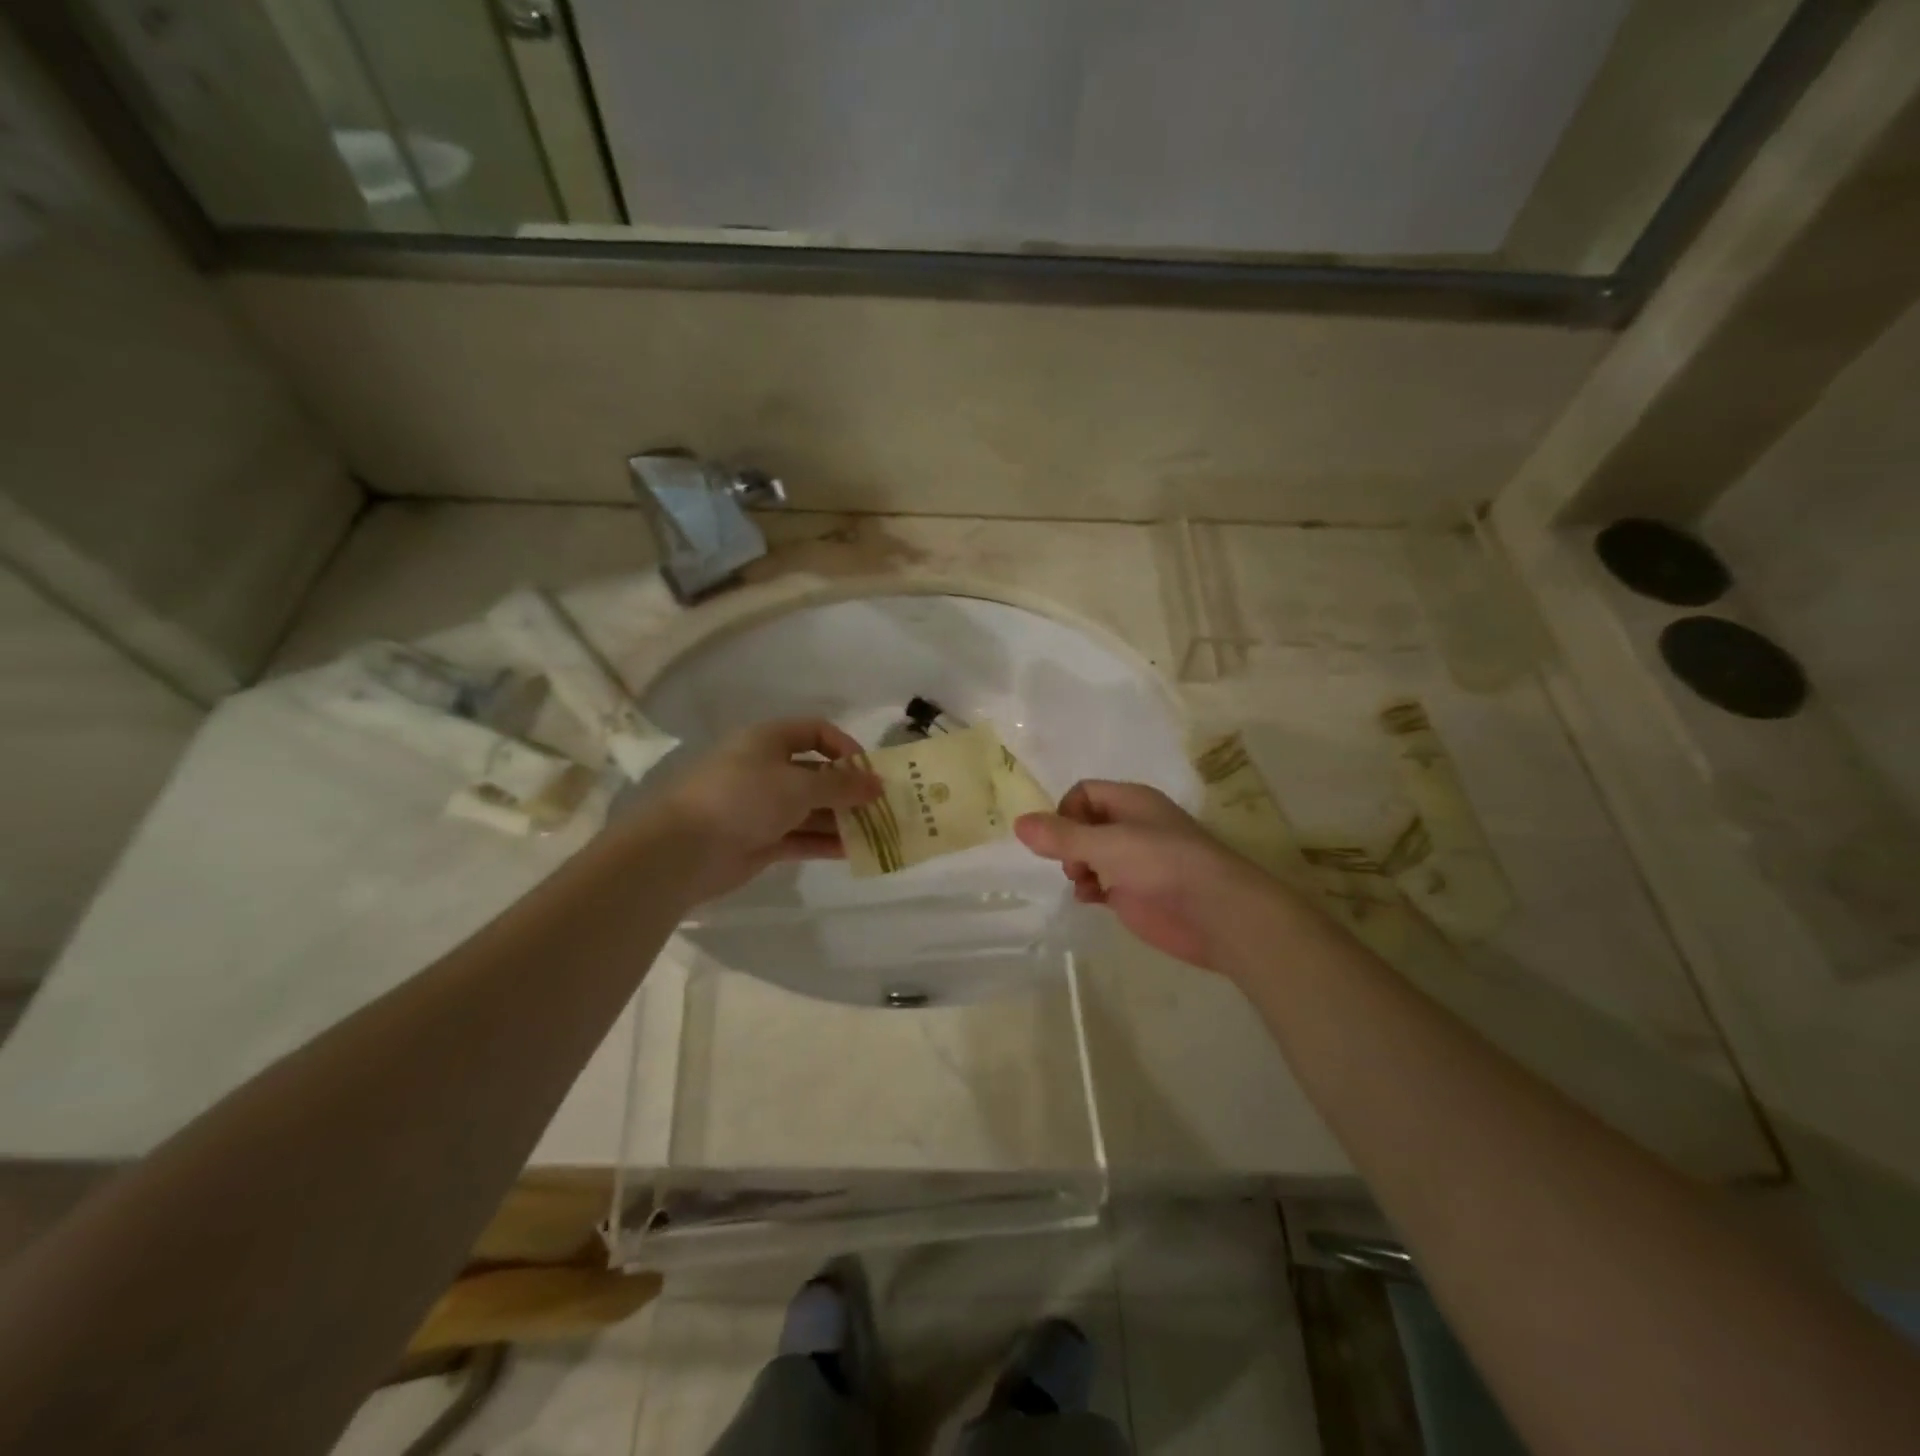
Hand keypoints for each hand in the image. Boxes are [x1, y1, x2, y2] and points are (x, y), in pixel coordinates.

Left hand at [649, 719, 880, 901]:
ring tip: (875, 832)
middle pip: (817, 773)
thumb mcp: (799, 785)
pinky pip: (801, 837)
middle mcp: (767, 769)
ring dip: (841, 818)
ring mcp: (763, 807)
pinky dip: (824, 842)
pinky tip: (853, 851)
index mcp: (769, 741)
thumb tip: (878, 784)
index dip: (846, 748)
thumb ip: (842, 785)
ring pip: (811, 808)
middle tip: (882, 807)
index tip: (869, 772)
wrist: (684, 849)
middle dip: (849, 789)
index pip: (817, 732)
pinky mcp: (761, 840)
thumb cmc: (743, 798)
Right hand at [1014, 780, 1275, 972]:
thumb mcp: (1106, 844)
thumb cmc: (1162, 864)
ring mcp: (1134, 861)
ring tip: (1081, 882)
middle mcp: (1132, 826)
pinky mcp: (1136, 892)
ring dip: (1076, 867)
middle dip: (1068, 842)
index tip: (1061, 839)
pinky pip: (1101, 882)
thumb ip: (1061, 836)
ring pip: (1090, 855)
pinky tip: (1090, 899)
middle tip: (1073, 863)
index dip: (1065, 812)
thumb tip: (1018, 823)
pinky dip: (1089, 888)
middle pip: (1084, 824)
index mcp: (1131, 801)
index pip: (1083, 793)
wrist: (1216, 913)